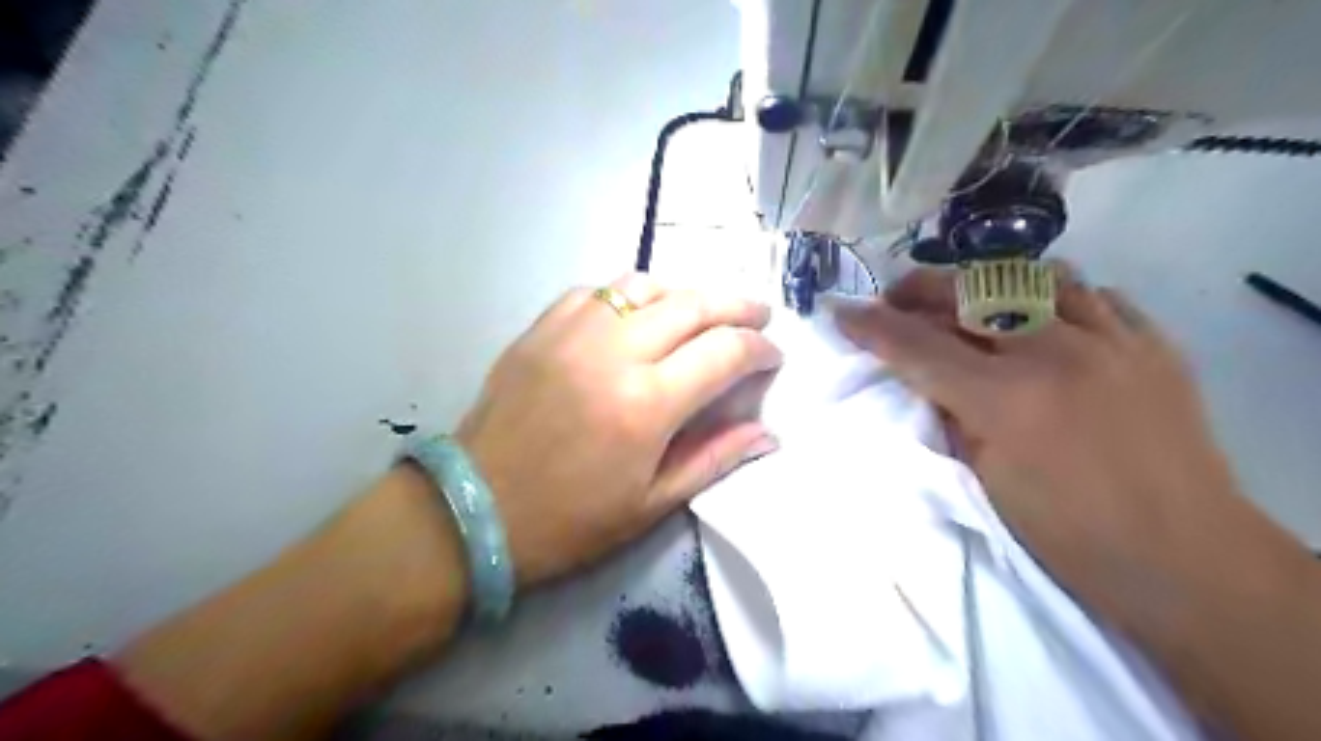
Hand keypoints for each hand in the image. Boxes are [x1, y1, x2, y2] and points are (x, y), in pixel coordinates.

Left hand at [459, 273, 775, 584]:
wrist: (476, 509)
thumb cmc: (570, 520)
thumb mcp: (652, 504)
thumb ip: (715, 458)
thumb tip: (769, 433)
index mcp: (647, 404)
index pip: (725, 352)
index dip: (760, 349)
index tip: (773, 357)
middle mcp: (614, 352)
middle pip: (692, 304)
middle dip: (737, 306)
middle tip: (759, 315)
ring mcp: (572, 332)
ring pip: (644, 285)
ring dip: (684, 294)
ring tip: (702, 313)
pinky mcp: (541, 328)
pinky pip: (597, 291)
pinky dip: (629, 296)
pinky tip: (637, 316)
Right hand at [834, 266, 1251, 623]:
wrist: (1183, 557)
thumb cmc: (1067, 534)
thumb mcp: (983, 479)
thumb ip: (948, 415)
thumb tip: (924, 378)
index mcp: (1005, 399)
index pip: (919, 346)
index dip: (872, 327)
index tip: (842, 311)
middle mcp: (1057, 353)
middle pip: (970, 293)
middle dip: (919, 290)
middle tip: (895, 299)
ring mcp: (1112, 341)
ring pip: (1034, 276)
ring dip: (987, 283)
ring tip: (967, 301)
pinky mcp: (1152, 343)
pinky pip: (1094, 294)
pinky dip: (1055, 297)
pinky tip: (1041, 317)